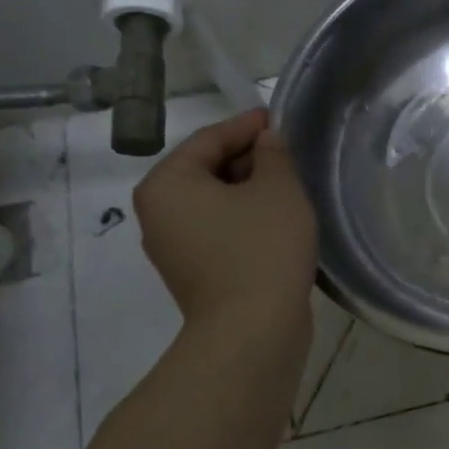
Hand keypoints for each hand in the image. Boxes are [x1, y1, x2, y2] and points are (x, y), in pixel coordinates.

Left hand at [132, 109, 317, 336]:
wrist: (252, 330)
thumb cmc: (262, 247)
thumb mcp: (278, 189)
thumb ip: (273, 154)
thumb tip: (267, 140)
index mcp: (167, 184)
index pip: (209, 139)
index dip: (247, 125)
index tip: (279, 119)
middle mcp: (158, 213)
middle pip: (206, 169)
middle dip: (248, 158)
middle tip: (289, 153)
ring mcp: (173, 247)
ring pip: (214, 202)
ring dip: (249, 190)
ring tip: (289, 185)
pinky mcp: (194, 273)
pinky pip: (218, 230)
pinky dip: (244, 218)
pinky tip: (278, 220)